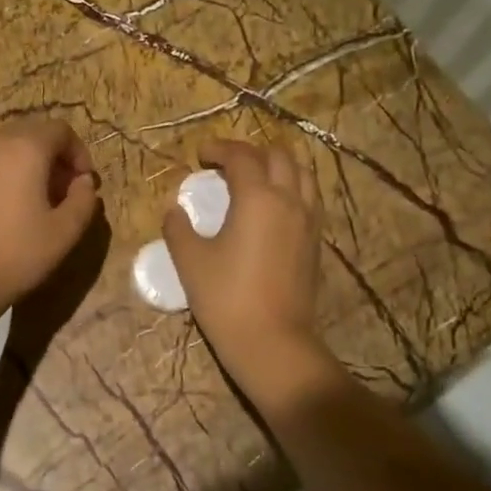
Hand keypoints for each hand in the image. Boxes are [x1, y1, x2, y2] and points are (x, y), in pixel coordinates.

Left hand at [0, 118, 100, 326]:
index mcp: (24, 149)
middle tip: (56, 191)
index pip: (59, 130)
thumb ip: (83, 199)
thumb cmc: (17, 254)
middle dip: (47, 156)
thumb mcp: (66, 232)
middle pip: (26, 134)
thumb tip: (82, 182)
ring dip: (16, 167)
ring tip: (22, 203)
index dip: (77, 152)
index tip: (81, 182)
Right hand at [164, 139, 329, 401]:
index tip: (200, 155)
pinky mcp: (315, 243)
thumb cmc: (226, 298)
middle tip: (226, 164)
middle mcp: (289, 200)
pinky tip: (273, 208)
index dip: (219, 149)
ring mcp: (308, 221)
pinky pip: (309, 198)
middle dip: (251, 152)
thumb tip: (174, 210)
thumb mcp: (190, 262)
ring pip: (303, 175)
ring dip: (278, 167)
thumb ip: (178, 229)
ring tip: (255, 178)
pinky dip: (292, 189)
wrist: (272, 341)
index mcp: (258, 198)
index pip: (241, 157)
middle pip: (278, 157)